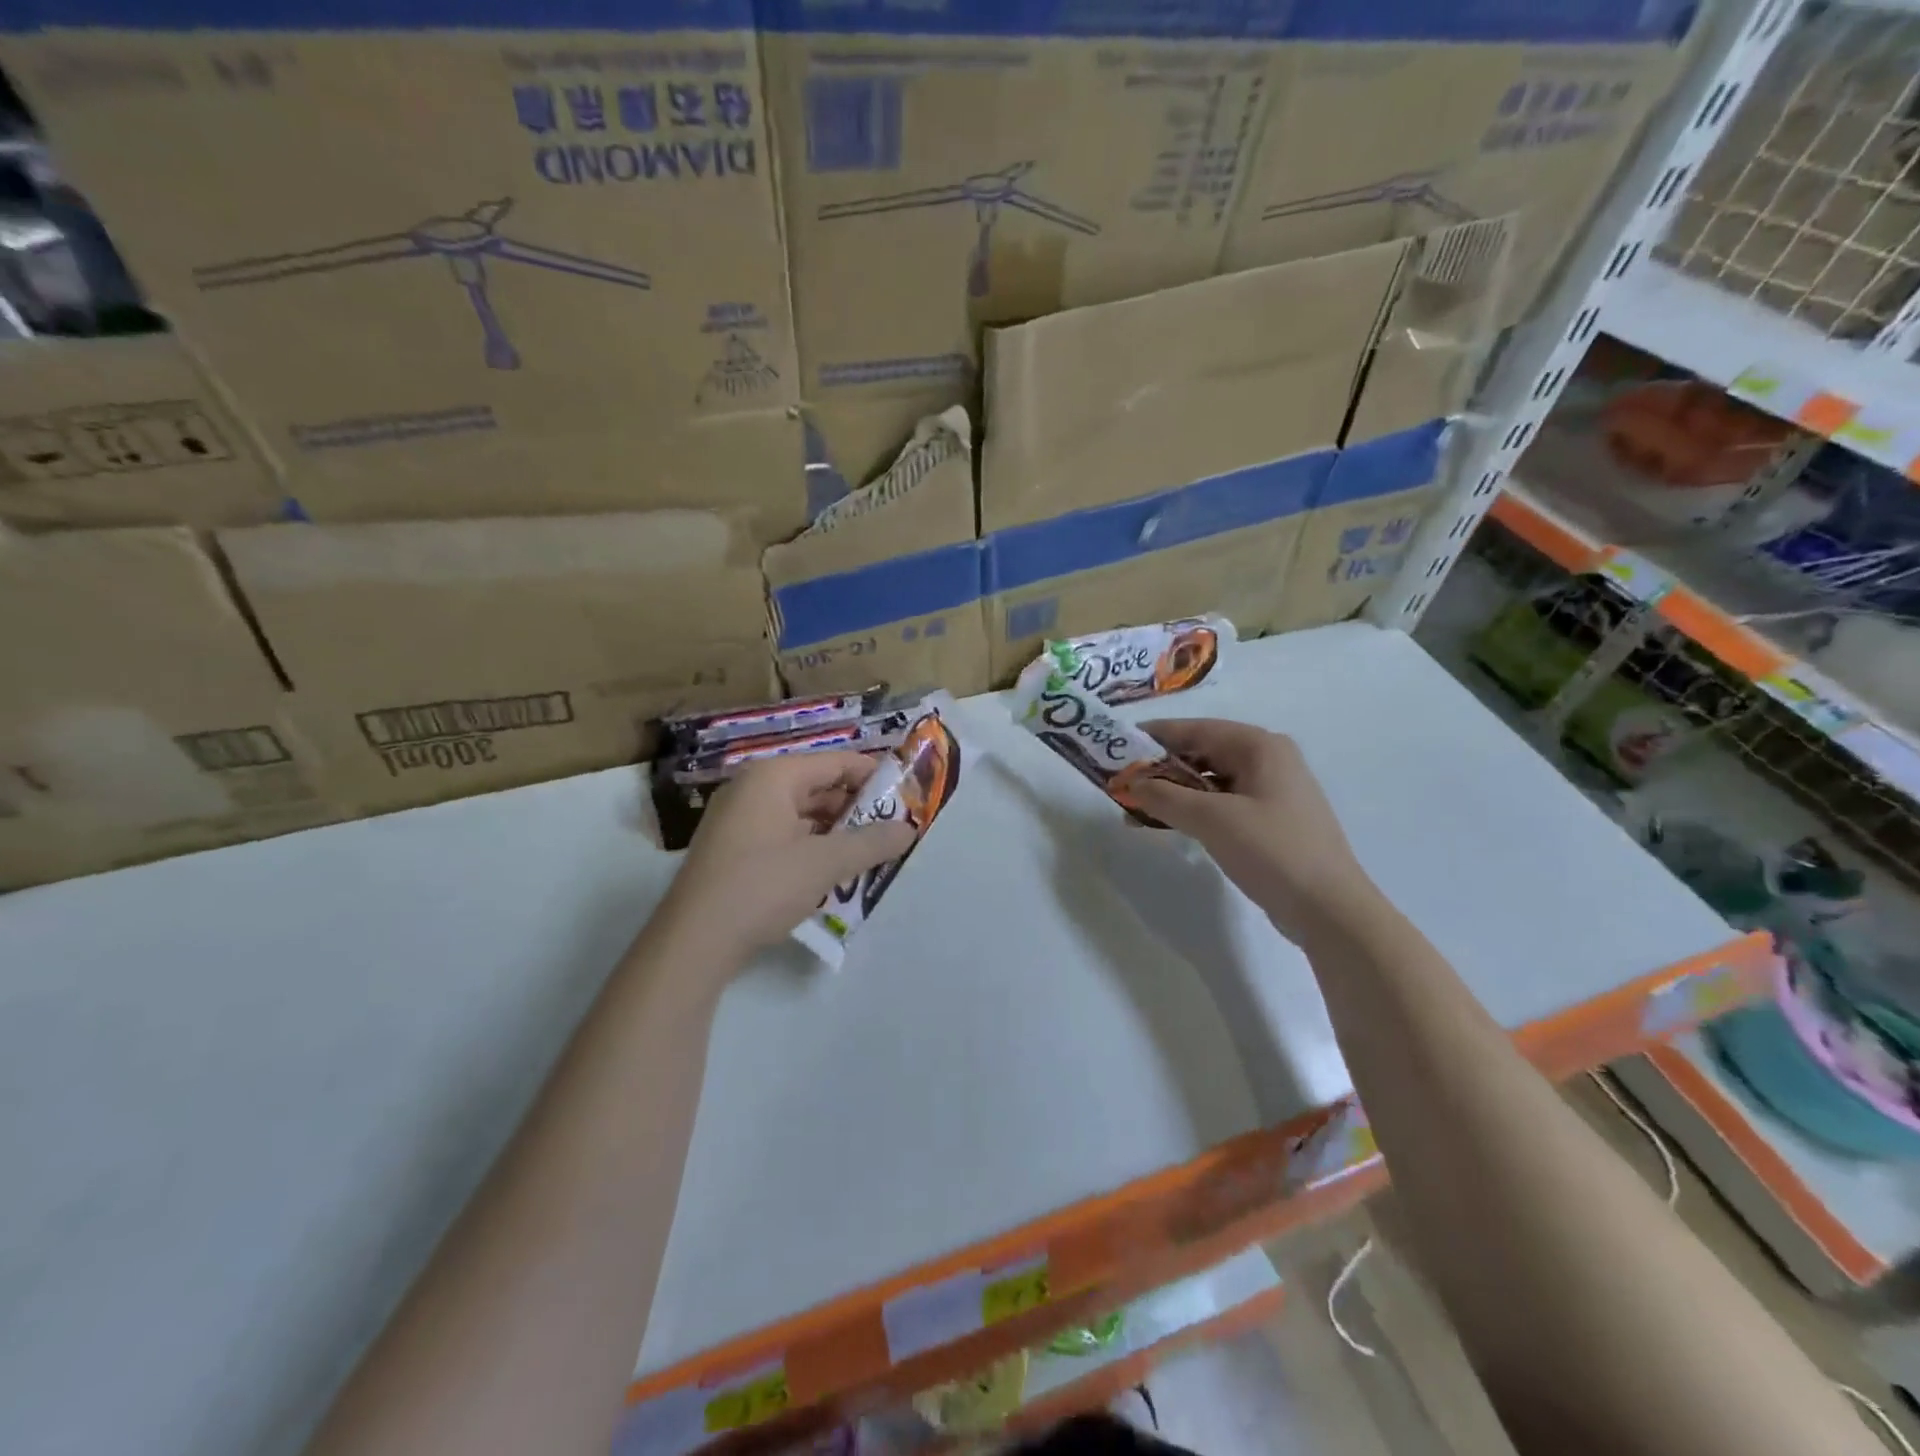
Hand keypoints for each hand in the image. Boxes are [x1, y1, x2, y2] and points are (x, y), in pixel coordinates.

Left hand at [656, 752, 917, 962]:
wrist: (693, 941)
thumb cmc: (762, 887)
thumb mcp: (825, 864)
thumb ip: (871, 843)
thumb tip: (909, 829)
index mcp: (773, 776)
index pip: (836, 762)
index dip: (874, 776)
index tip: (906, 797)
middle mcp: (753, 788)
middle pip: (818, 786)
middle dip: (857, 808)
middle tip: (892, 830)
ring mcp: (738, 818)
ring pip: (801, 814)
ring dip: (836, 832)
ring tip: (870, 853)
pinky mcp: (733, 849)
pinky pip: (783, 835)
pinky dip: (811, 847)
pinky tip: (833, 872)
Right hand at [1127, 719, 1378, 942]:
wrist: (1330, 910)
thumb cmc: (1272, 851)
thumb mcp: (1211, 819)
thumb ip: (1165, 796)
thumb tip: (1130, 783)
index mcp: (1260, 746)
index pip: (1196, 729)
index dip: (1154, 737)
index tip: (1117, 746)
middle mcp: (1268, 760)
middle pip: (1202, 753)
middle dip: (1161, 769)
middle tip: (1123, 784)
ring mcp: (1272, 791)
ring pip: (1211, 781)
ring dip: (1174, 793)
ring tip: (1137, 810)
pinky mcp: (1271, 821)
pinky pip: (1222, 803)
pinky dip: (1194, 810)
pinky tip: (1170, 825)